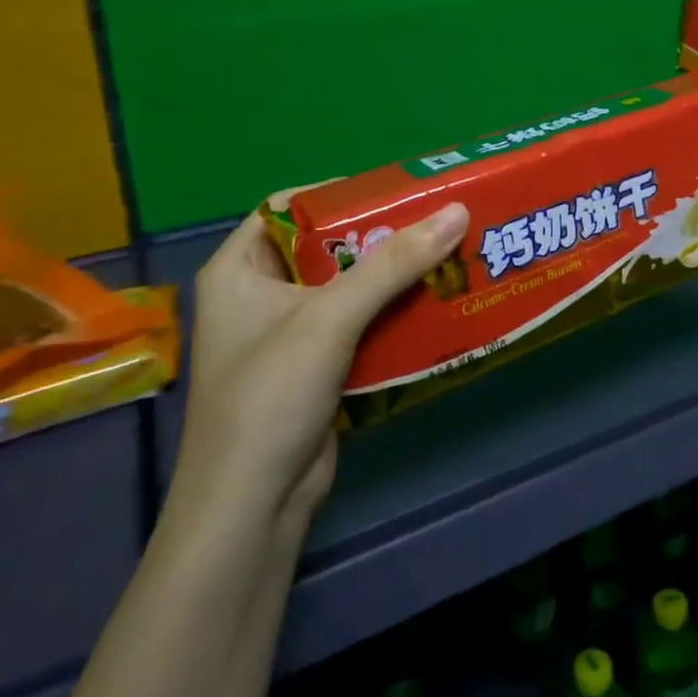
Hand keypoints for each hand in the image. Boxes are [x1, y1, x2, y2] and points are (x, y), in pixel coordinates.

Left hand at [172, 199, 469, 529]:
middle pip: (327, 246)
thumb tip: (457, 210)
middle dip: (380, 235)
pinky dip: (393, 311)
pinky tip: (436, 299)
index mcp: (239, 269)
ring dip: (393, 274)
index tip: (396, 188)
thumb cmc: (271, 395)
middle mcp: (260, 293)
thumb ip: (394, 263)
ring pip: (349, 286)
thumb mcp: (330, 318)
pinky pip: (359, 322)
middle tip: (435, 218)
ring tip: (447, 251)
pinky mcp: (316, 365)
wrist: (252, 508)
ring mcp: (289, 332)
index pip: (289, 207)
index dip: (340, 193)